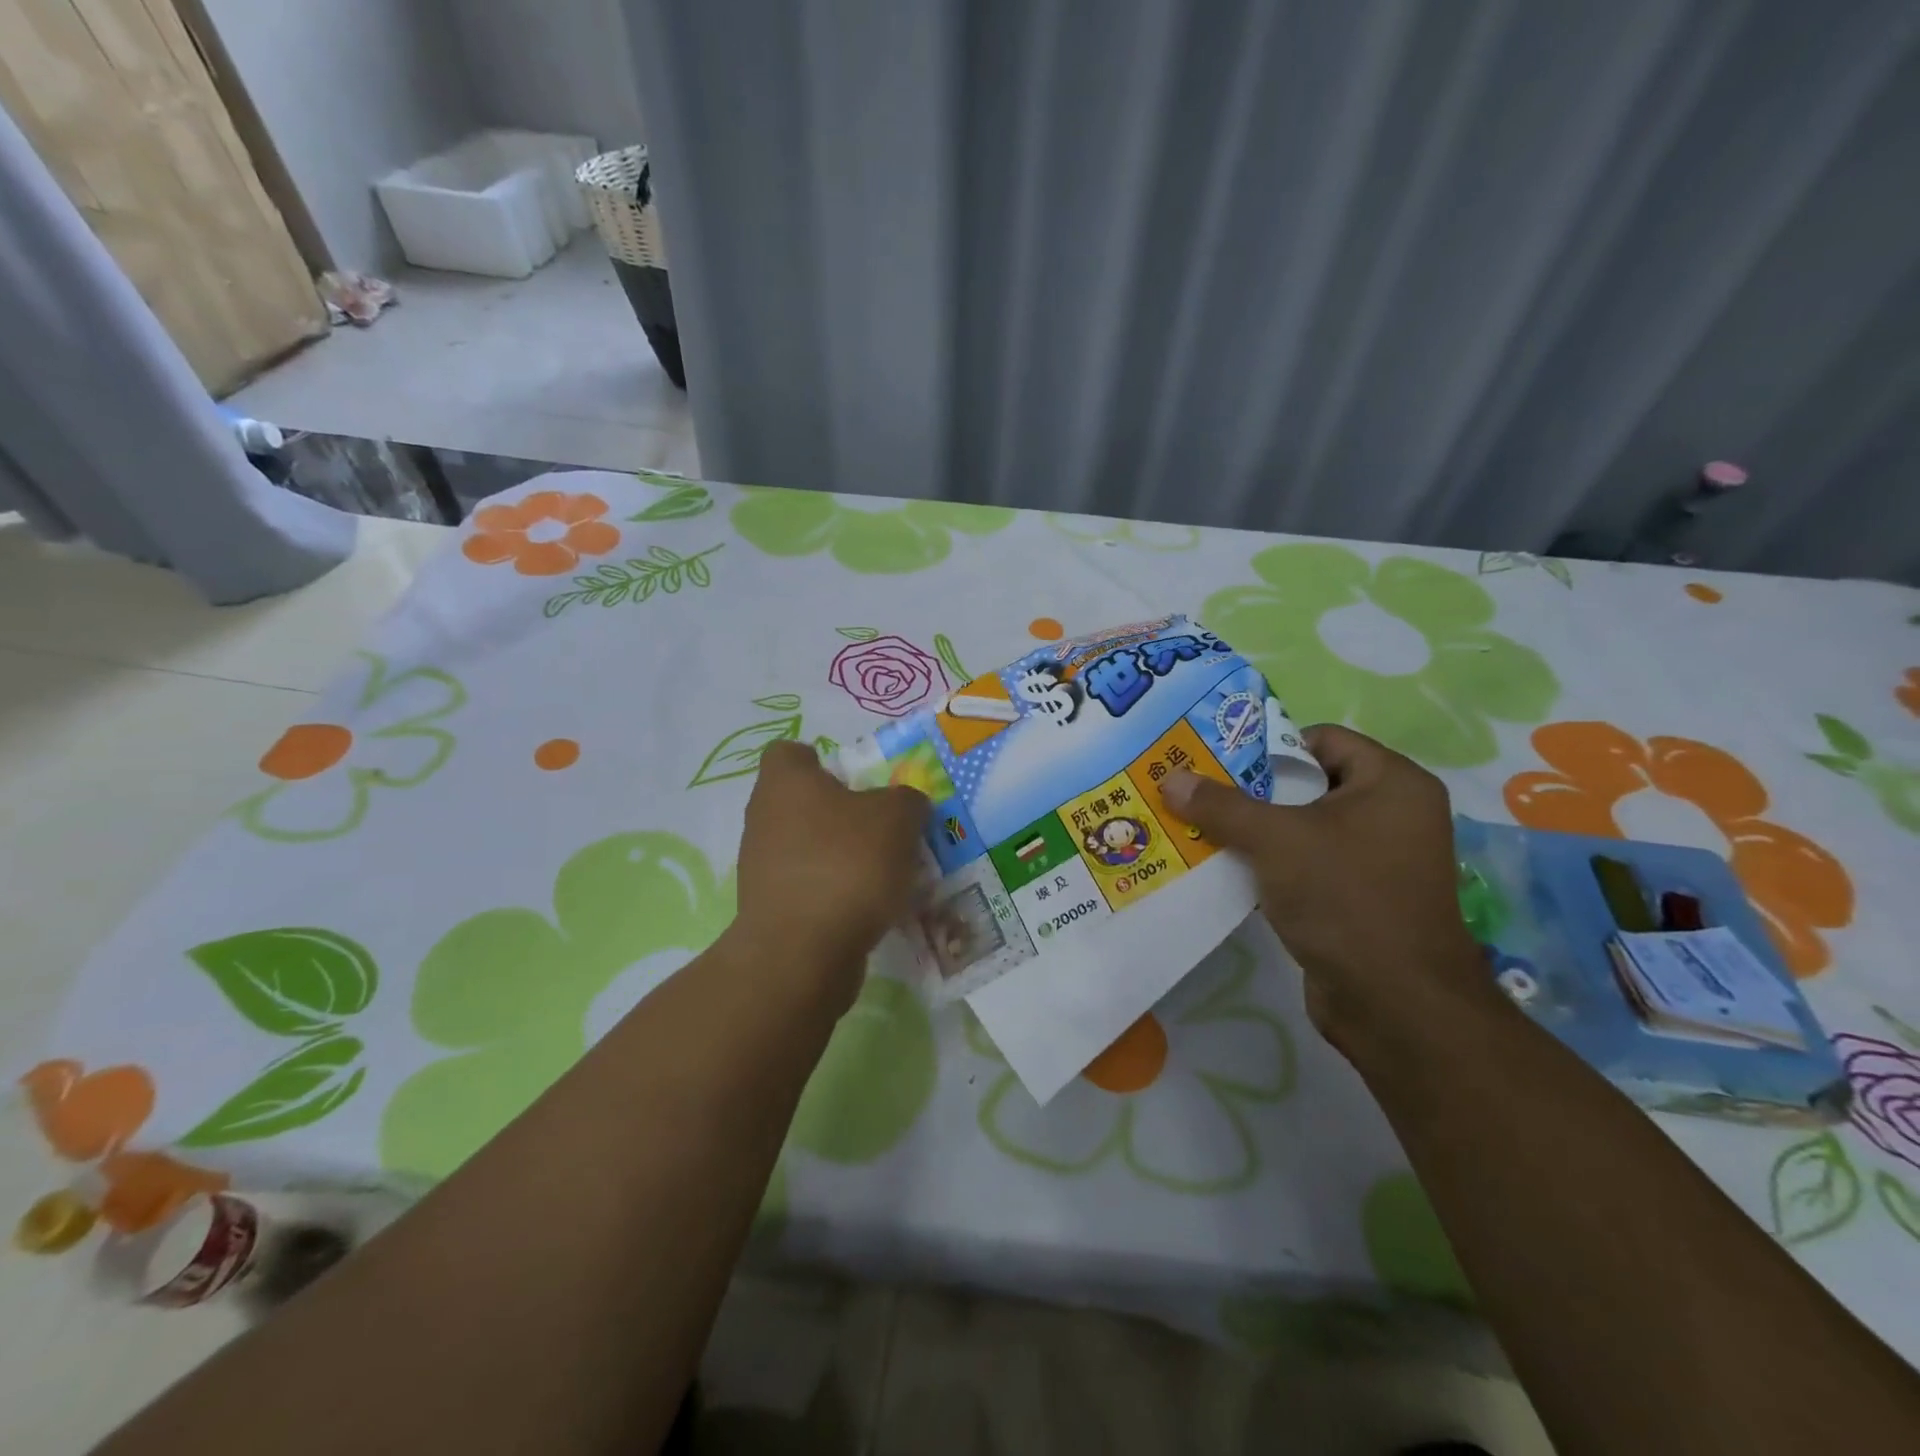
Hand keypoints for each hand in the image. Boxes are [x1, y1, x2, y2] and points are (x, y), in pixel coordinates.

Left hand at [729, 740, 930, 1010]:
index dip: (822, 760)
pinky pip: (808, 887)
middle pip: (803, 802)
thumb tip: (905, 804)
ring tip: (884, 872)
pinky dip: (834, 893)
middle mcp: (763, 817)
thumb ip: (906, 800)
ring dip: (840, 856)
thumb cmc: (847, 864)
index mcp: (785, 782)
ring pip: (807, 847)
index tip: (856, 781)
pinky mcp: (769, 909)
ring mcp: (760, 866)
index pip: (790, 753)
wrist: (803, 952)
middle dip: (842, 813)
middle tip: (883, 827)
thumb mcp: (897, 818)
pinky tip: (867, 908)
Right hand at [1162, 725, 1498, 1058]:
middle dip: (1252, 791)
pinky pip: (1307, 865)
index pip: (1323, 739)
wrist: (1394, 1004)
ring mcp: (1378, 861)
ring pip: (1303, 828)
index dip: (1270, 746)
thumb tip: (1171, 778)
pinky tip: (1227, 871)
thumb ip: (1221, 805)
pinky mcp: (1359, 899)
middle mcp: (1393, 815)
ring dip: (1256, 831)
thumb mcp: (1275, 840)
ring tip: (1202, 830)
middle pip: (1309, 784)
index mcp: (1393, 783)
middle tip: (1200, 794)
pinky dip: (1270, 865)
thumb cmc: (1345, 897)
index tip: (1220, 763)